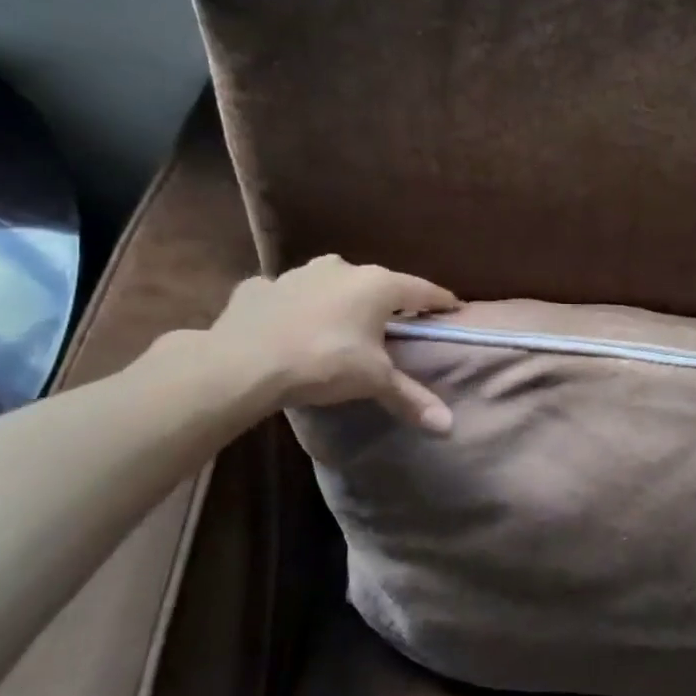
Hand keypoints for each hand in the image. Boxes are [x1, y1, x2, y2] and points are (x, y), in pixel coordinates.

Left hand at [199, 256, 460, 429]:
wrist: (242, 362)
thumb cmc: (323, 362)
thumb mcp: (373, 381)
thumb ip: (411, 398)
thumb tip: (448, 426)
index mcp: (376, 286)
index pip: (421, 290)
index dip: (439, 301)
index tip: (453, 307)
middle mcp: (341, 269)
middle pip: (376, 283)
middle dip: (387, 301)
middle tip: (396, 322)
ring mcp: (297, 274)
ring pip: (330, 284)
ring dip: (340, 300)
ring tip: (342, 324)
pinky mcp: (261, 287)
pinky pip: (288, 295)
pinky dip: (296, 307)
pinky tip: (291, 325)